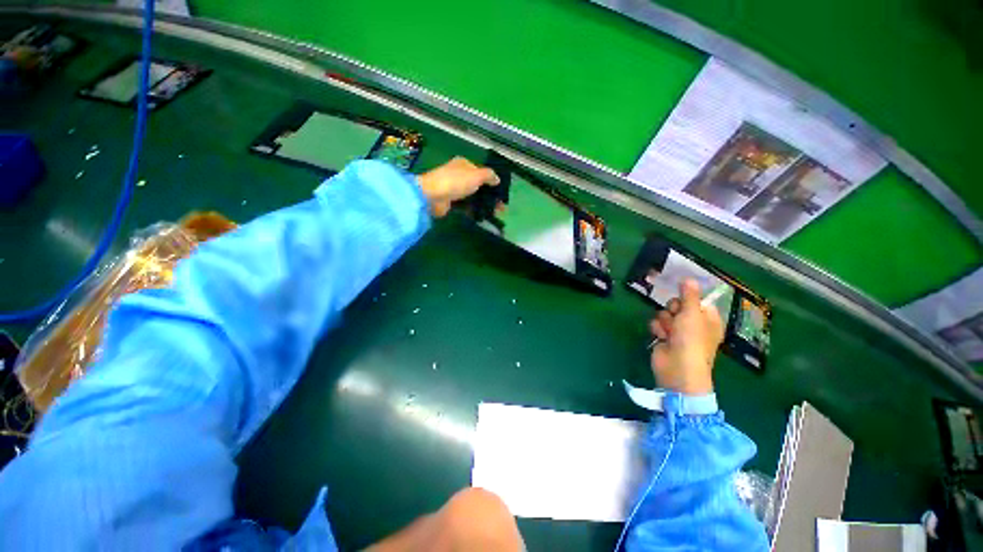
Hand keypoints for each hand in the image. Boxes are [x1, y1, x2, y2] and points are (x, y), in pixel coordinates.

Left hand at [417, 157, 499, 217]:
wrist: (432, 196)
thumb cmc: (455, 181)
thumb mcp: (476, 175)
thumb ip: (489, 176)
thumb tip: (497, 179)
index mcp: (464, 165)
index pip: (481, 172)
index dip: (492, 182)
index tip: (501, 193)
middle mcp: (459, 175)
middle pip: (478, 186)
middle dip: (490, 196)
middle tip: (500, 207)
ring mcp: (454, 189)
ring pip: (473, 197)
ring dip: (483, 204)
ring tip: (495, 214)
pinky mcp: (450, 202)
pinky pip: (465, 206)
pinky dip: (474, 210)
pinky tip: (482, 216)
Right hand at [649, 279, 724, 394]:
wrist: (677, 367)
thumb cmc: (691, 339)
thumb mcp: (692, 313)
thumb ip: (689, 295)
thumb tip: (689, 278)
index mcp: (708, 319)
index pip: (698, 301)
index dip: (689, 298)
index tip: (682, 295)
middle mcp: (693, 324)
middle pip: (678, 305)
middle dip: (673, 309)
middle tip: (677, 315)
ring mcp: (678, 332)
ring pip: (665, 314)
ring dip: (664, 320)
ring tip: (669, 331)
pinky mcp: (664, 337)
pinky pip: (657, 324)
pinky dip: (657, 329)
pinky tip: (661, 336)